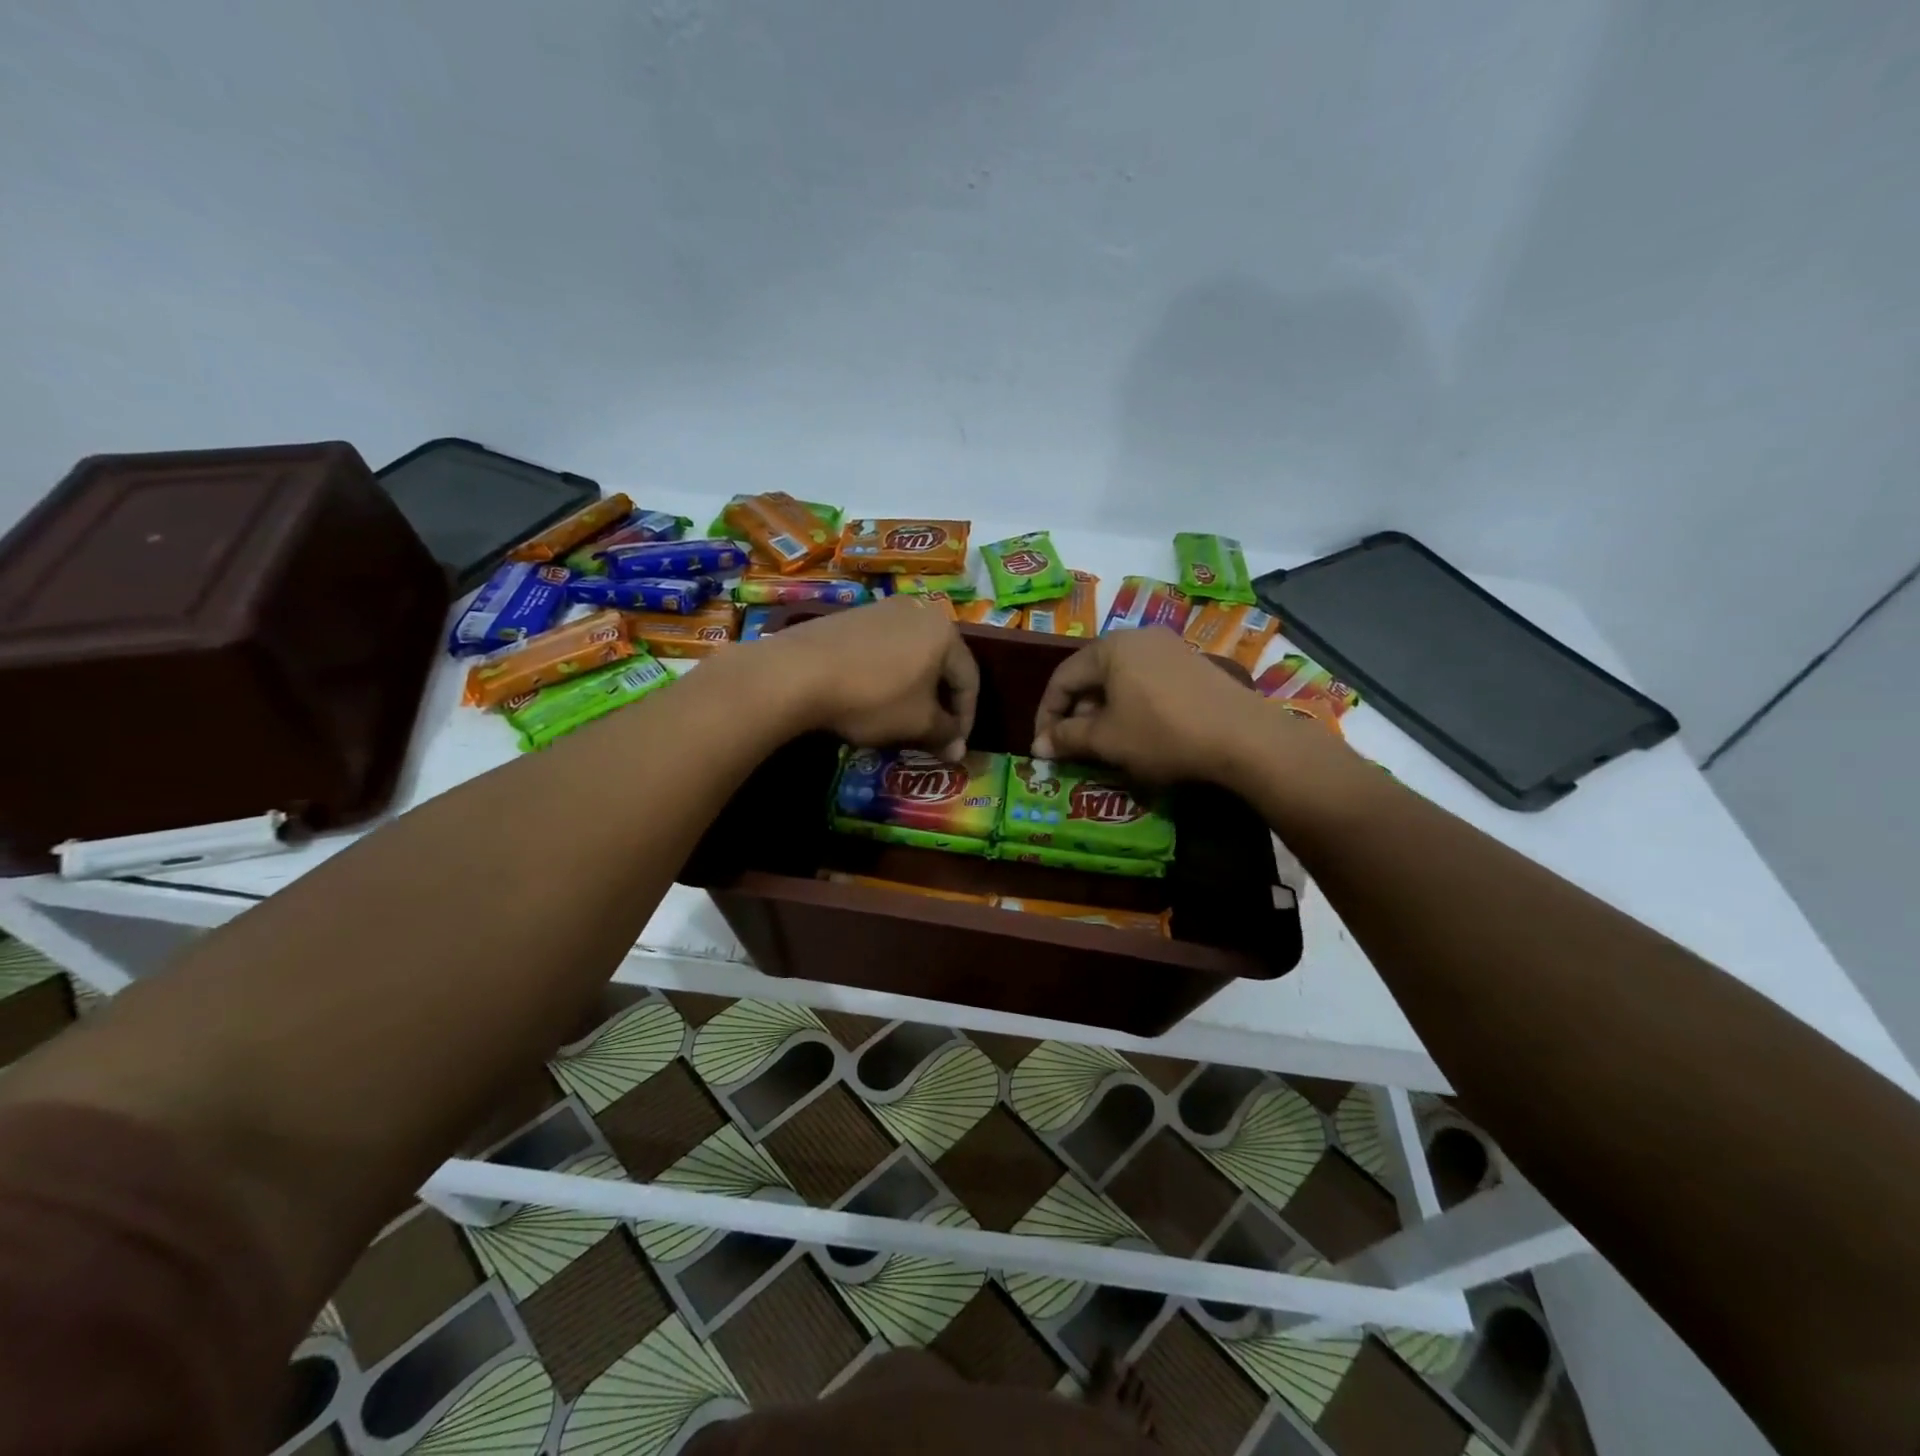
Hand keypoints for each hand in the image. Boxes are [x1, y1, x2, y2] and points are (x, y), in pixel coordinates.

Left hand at [756, 596, 979, 759]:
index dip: (966, 718)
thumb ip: (944, 734)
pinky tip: (872, 697)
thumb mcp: (917, 722)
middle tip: (934, 733)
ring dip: (914, 689)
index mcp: (945, 632)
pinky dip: (887, 676)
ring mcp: (882, 610)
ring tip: (903, 718)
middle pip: (941, 664)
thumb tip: (958, 751)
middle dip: (940, 703)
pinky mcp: (850, 617)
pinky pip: (883, 650)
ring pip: (911, 656)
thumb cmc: (873, 697)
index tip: (955, 747)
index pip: (969, 679)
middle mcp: (919, 612)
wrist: (798, 672)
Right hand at [1033, 626, 1344, 785]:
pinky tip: (1139, 733)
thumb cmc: (1162, 733)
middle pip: (1091, 676)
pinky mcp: (1192, 665)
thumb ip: (1067, 738)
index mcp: (1110, 648)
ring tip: (1105, 744)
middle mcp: (1137, 638)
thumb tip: (1039, 746)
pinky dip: (1132, 706)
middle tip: (1073, 747)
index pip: (1061, 679)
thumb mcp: (1107, 740)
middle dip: (1076, 714)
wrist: (1243, 737)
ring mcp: (1169, 648)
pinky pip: (1146, 682)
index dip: (1046, 715)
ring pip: (1119, 680)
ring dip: (1103, 712)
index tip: (1043, 748)